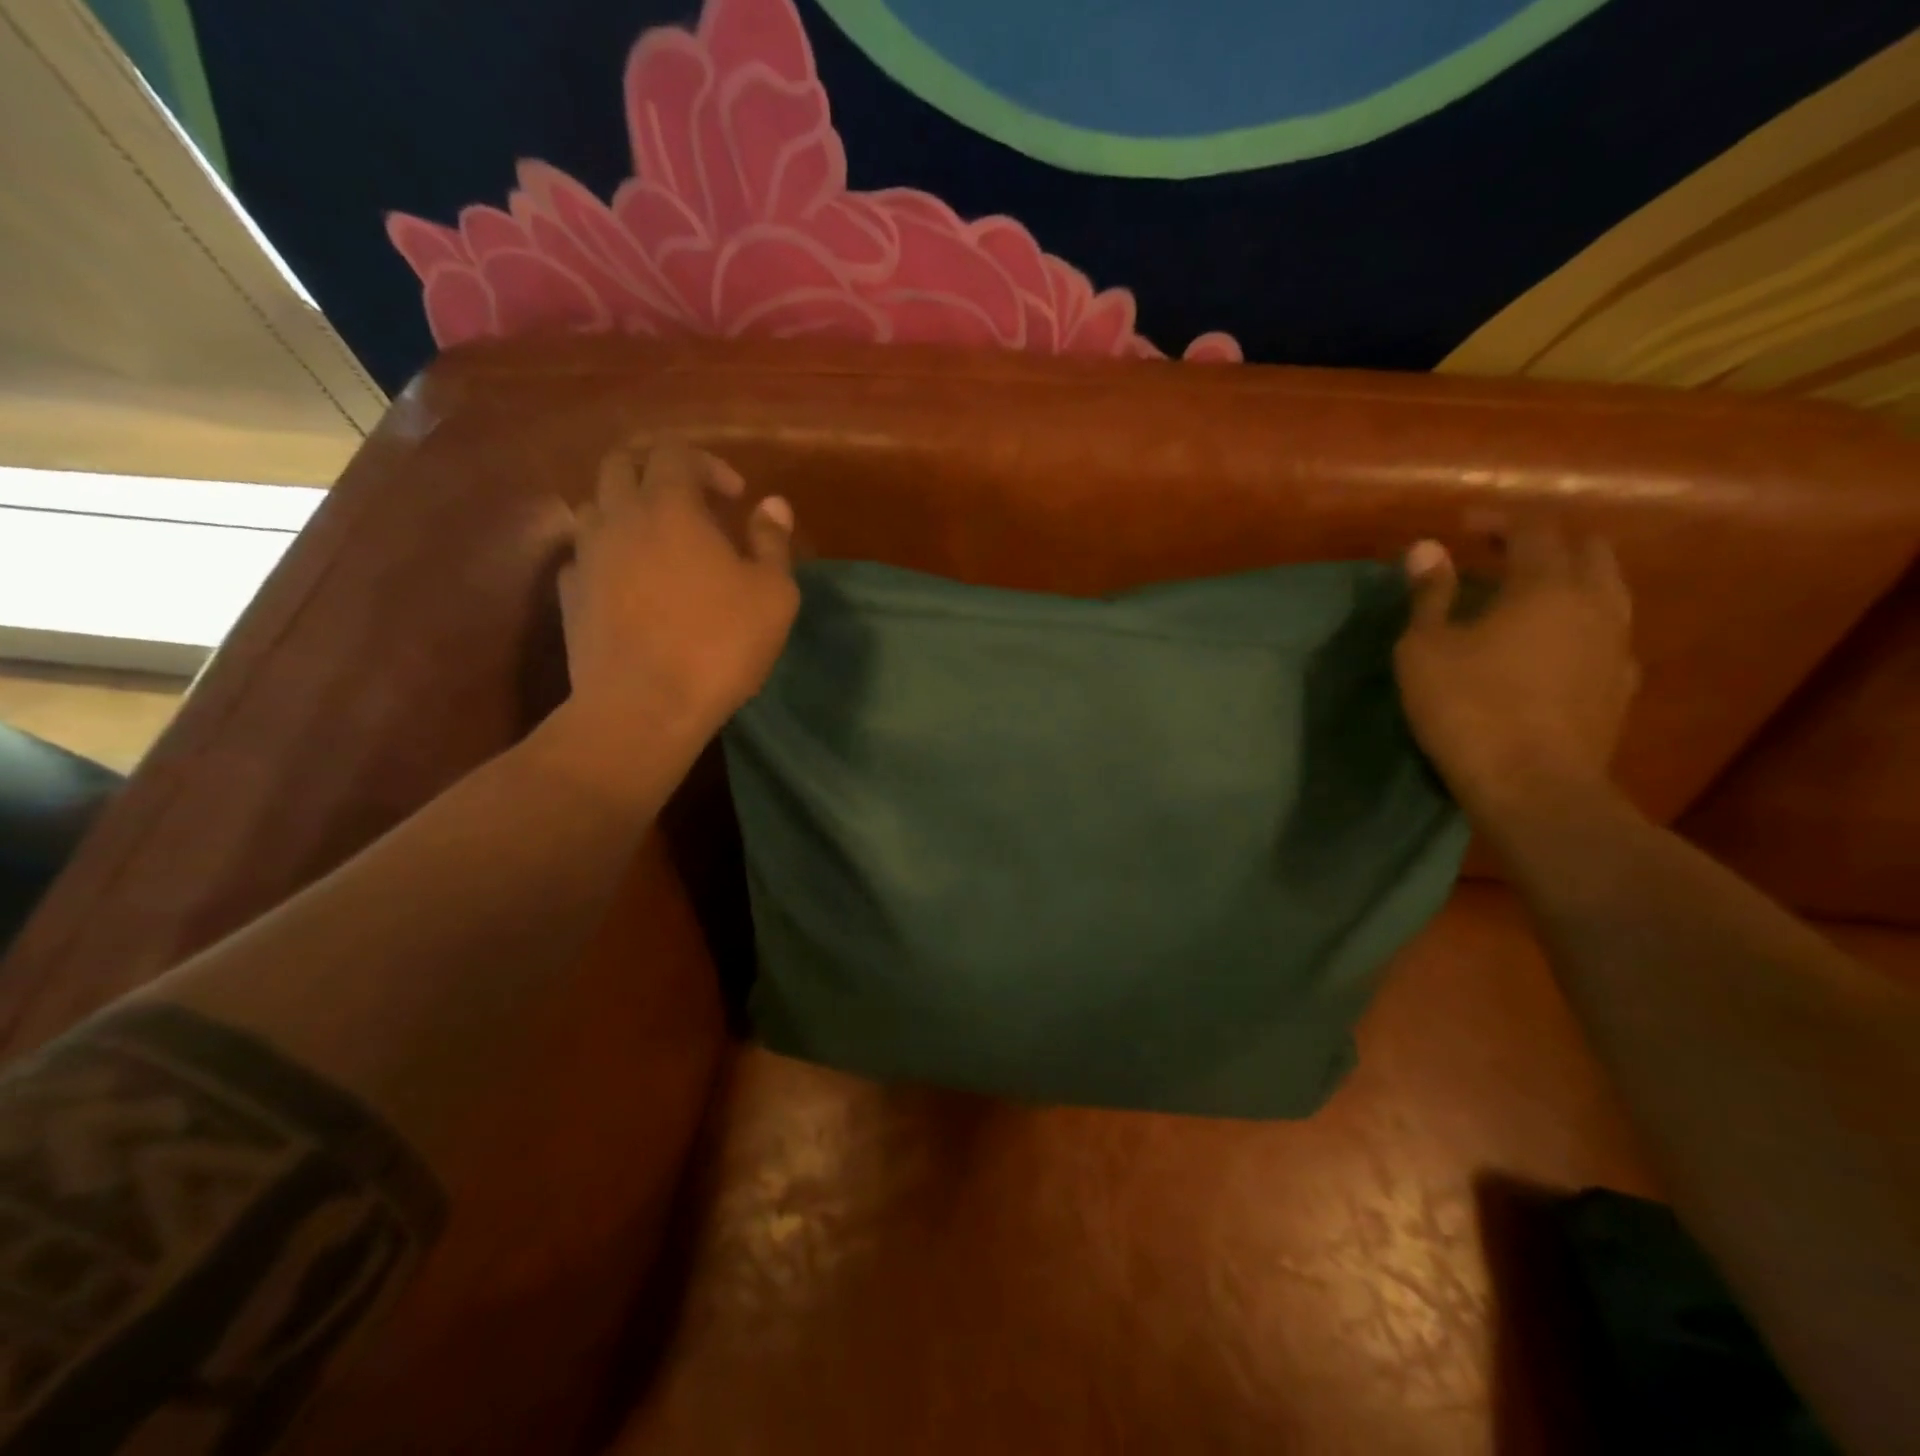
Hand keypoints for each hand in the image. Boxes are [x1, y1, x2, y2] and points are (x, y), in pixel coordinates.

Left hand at [555, 443, 797, 766]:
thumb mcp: (773, 595)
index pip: (676, 452)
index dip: (709, 463)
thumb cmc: (719, 645)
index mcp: (668, 506)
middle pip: (621, 463)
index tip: (735, 496)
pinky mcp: (570, 596)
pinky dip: (607, 554)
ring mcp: (586, 556)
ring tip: (658, 539)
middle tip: (690, 499)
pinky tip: (629, 582)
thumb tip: (773, 505)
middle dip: (657, 469)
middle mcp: (618, 518)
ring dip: (626, 508)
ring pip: (595, 506)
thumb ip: (773, 542)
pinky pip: (583, 555)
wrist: (643, 706)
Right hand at [1394, 521, 1637, 822]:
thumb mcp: (1426, 649)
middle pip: (1586, 549)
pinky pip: (1608, 632)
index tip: (1464, 526)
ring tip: (1526, 595)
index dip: (1499, 520)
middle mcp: (1596, 603)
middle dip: (1543, 541)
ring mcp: (1617, 645)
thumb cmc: (1467, 708)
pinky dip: (1580, 622)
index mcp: (1547, 586)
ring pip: (1607, 589)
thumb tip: (1426, 548)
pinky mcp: (1621, 685)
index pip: (1534, 528)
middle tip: (1499, 553)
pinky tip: (1552, 644)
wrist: (1534, 786)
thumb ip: (1430, 595)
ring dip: (1568, 579)